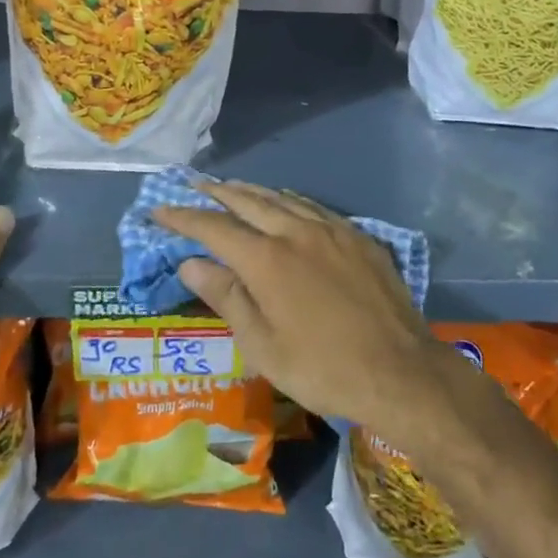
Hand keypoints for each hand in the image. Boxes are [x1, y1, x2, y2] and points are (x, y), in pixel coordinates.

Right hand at [155, 182, 438, 429]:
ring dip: (252, 191)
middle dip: (216, 193)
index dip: (183, 217)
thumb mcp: (262, 344)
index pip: (214, 228)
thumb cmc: (321, 367)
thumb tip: (190, 263)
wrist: (398, 370)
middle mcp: (295, 231)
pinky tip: (286, 204)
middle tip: (193, 187)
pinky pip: (314, 207)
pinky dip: (289, 200)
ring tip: (232, 187)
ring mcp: (331, 229)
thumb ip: (226, 297)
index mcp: (266, 259)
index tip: (159, 210)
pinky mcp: (357, 236)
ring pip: (282, 198)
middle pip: (248, 201)